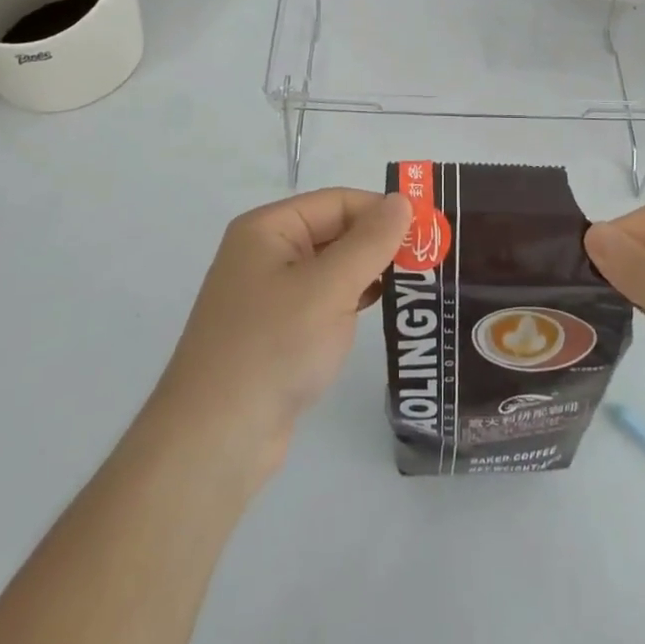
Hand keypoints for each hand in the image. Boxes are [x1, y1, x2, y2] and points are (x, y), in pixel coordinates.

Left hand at [150, 188, 410, 484]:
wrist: (214, 442)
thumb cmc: (272, 348)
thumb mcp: (329, 288)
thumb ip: (370, 241)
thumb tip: (402, 200)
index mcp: (268, 229)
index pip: (338, 202)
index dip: (382, 211)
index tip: (429, 231)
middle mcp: (265, 253)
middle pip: (334, 232)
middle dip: (379, 244)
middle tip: (430, 259)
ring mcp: (268, 296)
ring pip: (331, 269)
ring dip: (369, 274)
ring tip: (415, 284)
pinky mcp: (276, 333)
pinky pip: (322, 302)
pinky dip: (351, 302)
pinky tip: (379, 312)